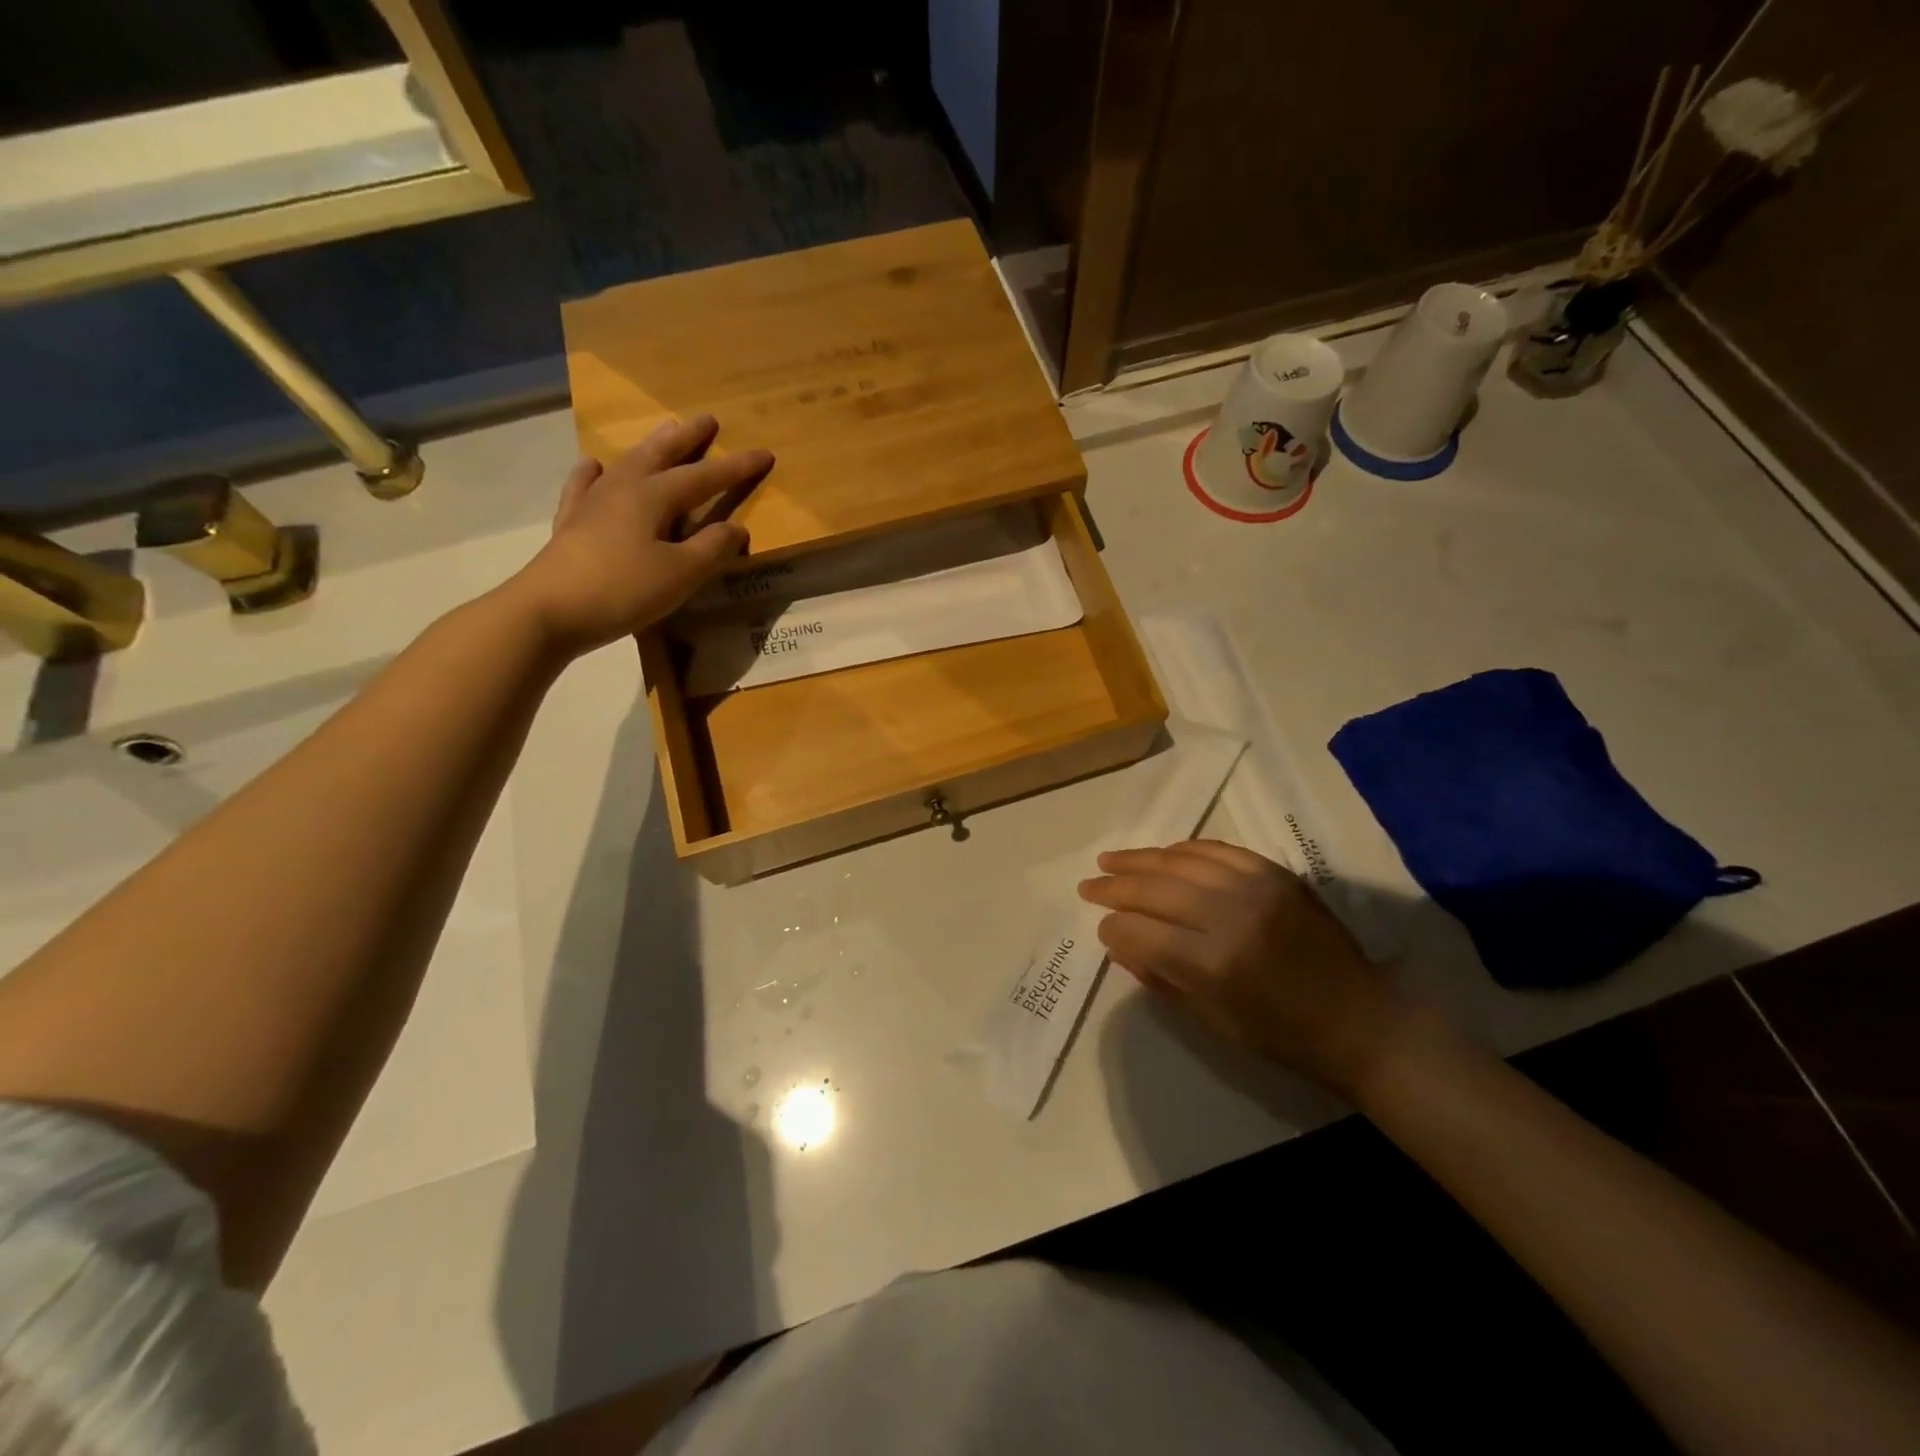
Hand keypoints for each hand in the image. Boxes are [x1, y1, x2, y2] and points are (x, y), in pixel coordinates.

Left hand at [508, 415, 772, 655]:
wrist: (549, 610)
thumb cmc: (623, 590)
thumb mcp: (681, 574)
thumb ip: (712, 548)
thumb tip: (736, 527)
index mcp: (653, 497)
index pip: (704, 477)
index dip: (736, 467)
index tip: (764, 453)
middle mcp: (623, 488)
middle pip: (661, 454)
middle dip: (687, 438)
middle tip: (707, 419)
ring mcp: (592, 503)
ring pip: (627, 463)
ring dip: (650, 447)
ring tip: (663, 432)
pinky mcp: (571, 523)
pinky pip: (585, 486)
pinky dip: (593, 473)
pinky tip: (594, 466)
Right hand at [1078, 841, 1403, 1098]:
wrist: (1361, 1020)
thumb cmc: (1283, 1036)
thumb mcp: (1213, 1021)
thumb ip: (1161, 977)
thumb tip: (1119, 943)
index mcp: (1214, 964)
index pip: (1140, 933)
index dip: (1113, 929)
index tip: (1102, 929)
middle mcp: (1230, 916)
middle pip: (1154, 890)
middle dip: (1114, 887)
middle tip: (1089, 886)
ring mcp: (1256, 888)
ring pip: (1180, 861)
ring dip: (1140, 859)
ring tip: (1110, 860)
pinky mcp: (1276, 873)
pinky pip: (1218, 849)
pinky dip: (1184, 849)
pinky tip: (1163, 854)